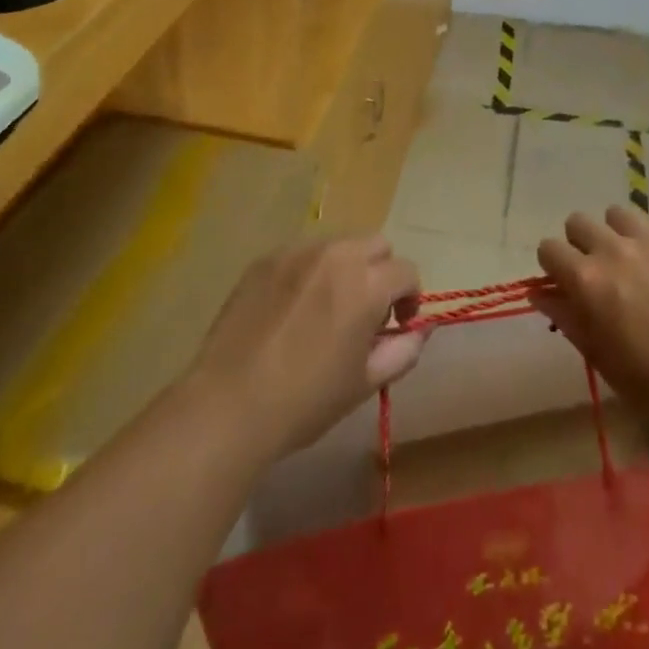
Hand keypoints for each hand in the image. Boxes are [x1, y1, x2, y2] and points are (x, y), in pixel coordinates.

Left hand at [185, 237, 424, 460]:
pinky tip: (291, 309)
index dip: (409, 298)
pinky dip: (309, 271)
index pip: (406, 271)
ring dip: (345, 268)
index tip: (397, 325)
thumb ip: (403, 350)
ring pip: (338, 244)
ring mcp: (298, 252)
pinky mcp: (266, 259)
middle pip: (376, 244)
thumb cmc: (305, 401)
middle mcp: (336, 255)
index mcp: (367, 284)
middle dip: (381, 271)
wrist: (229, 404)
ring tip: (326, 308)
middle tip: (366, 310)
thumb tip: (419, 330)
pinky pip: (302, 253)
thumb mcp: (364, 383)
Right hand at [534, 207, 648, 445]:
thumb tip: (541, 294)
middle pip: (579, 222)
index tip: (567, 283)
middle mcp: (613, 248)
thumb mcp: (603, 360)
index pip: (549, 249)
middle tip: (604, 273)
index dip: (555, 266)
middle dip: (584, 244)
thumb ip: (568, 319)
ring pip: (619, 214)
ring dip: (622, 234)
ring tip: (642, 263)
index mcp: (586, 280)